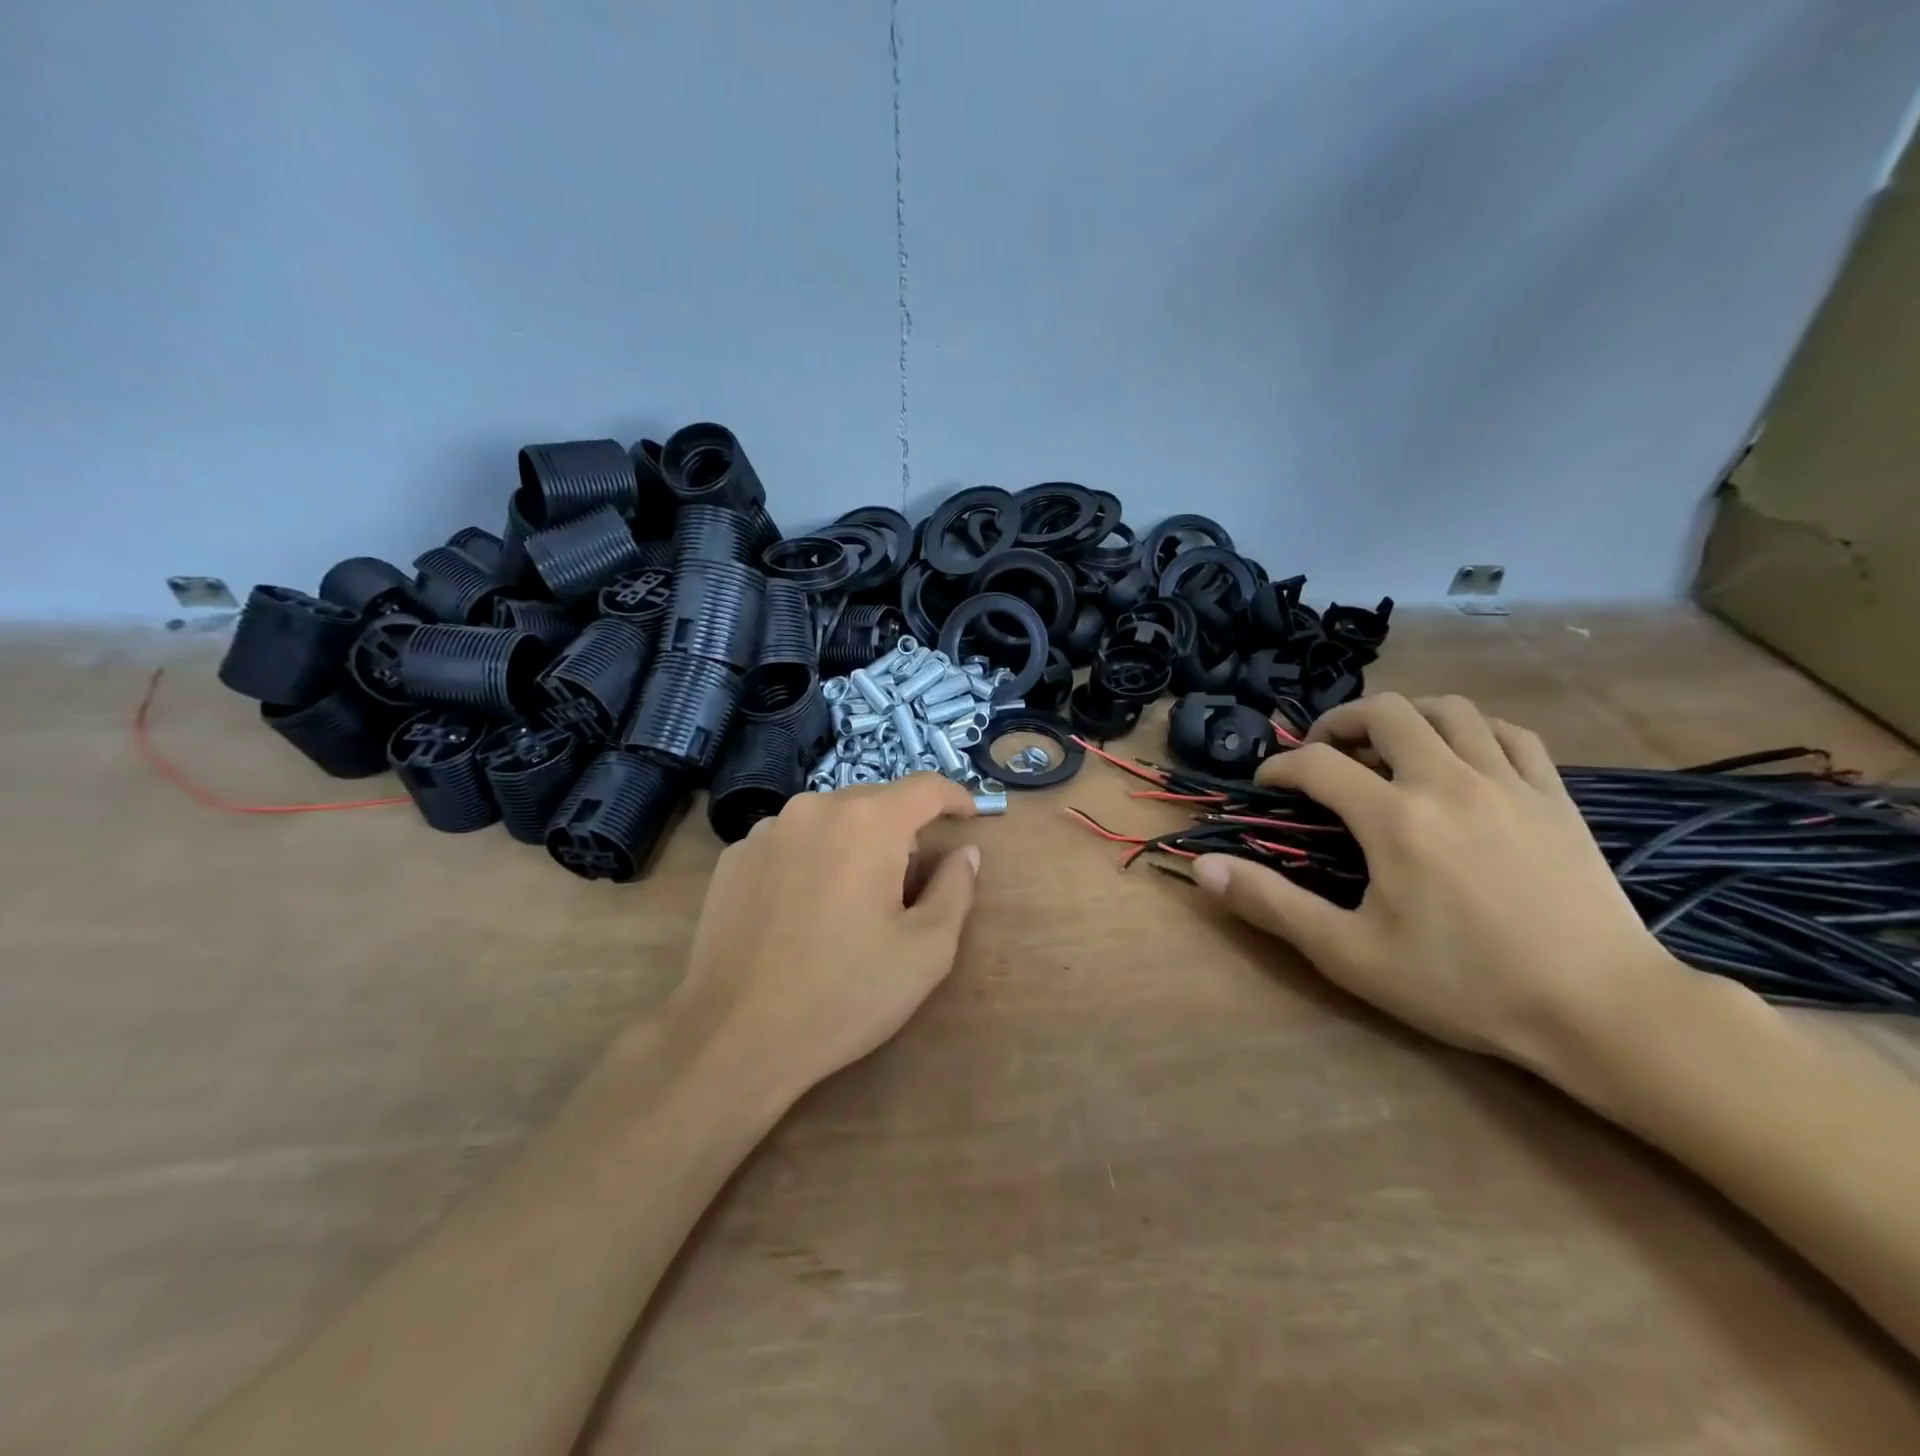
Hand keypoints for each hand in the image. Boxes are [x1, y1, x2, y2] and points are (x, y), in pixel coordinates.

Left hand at [666, 774, 980, 1099]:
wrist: (734, 1037)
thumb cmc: (844, 993)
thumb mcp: (926, 950)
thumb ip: (956, 889)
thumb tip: (965, 853)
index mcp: (867, 822)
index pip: (925, 787)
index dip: (954, 797)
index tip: (968, 817)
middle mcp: (814, 809)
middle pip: (875, 802)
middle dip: (901, 832)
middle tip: (906, 888)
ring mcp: (766, 831)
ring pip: (829, 821)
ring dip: (853, 845)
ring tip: (849, 904)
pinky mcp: (734, 858)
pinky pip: (790, 842)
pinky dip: (810, 860)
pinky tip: (802, 913)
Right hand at [1193, 693, 1677, 1070]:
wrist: (1601, 1009)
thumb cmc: (1463, 984)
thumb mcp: (1350, 954)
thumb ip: (1272, 904)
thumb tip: (1204, 868)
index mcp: (1394, 817)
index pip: (1317, 764)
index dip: (1280, 768)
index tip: (1267, 786)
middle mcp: (1447, 781)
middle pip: (1384, 712)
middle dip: (1339, 722)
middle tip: (1322, 752)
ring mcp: (1509, 782)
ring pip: (1450, 709)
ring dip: (1405, 716)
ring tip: (1385, 745)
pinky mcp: (1554, 796)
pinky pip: (1510, 733)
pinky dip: (1473, 730)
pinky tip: (1461, 756)